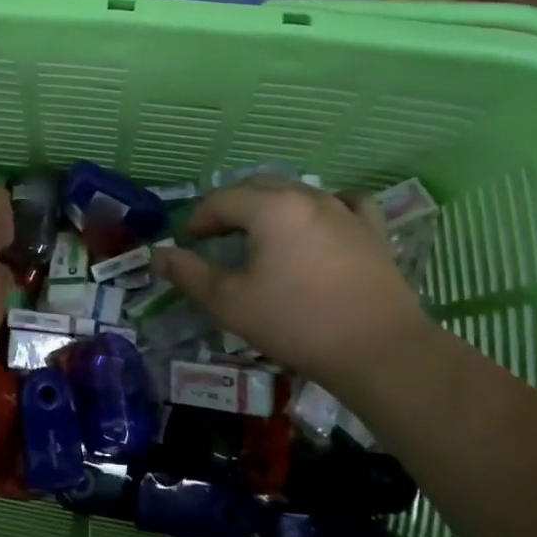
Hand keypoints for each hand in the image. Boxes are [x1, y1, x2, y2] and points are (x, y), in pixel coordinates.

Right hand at [153, 176, 426, 390]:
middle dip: (231, 206)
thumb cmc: (296, 323)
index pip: (222, 200)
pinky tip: (321, 220)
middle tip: (216, 235)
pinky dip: (325, 206)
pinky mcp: (372, 231)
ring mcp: (345, 211)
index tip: (188, 241)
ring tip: (261, 233)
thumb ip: (189, 274)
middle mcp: (307, 198)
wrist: (378, 350)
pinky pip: (345, 202)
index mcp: (271, 209)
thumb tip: (157, 255)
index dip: (199, 218)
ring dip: (271, 205)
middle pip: (258, 186)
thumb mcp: (230, 303)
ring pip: (298, 191)